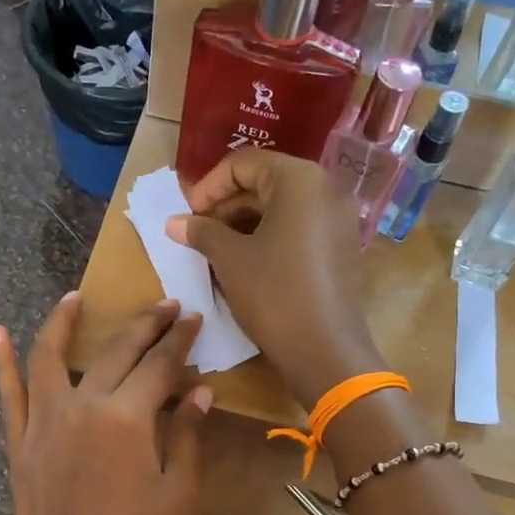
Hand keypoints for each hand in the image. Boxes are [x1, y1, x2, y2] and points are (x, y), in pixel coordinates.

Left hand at [0, 293, 210, 514]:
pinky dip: (1, 361)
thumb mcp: (179, 493)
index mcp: (127, 417)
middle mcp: (82, 406)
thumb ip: (187, 435)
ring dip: (64, 321)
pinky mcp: (18, 443)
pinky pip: (8, 394)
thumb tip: (200, 391)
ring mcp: (43, 422)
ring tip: (76, 296)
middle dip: (144, 324)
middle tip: (164, 306)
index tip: (193, 319)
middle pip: (115, 351)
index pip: (160, 365)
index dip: (180, 340)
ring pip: (50, 356)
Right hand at [166, 152, 384, 407]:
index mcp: (299, 180)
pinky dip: (268, 236)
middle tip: (197, 233)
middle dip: (226, 205)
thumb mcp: (230, 260)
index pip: (244, 163)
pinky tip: (244, 262)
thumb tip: (174, 222)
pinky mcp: (341, 246)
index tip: (187, 214)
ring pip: (281, 207)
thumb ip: (202, 232)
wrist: (325, 350)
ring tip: (215, 250)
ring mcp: (338, 218)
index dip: (209, 186)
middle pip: (265, 182)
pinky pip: (298, 227)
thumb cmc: (274, 295)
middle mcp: (325, 188)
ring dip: (244, 223)